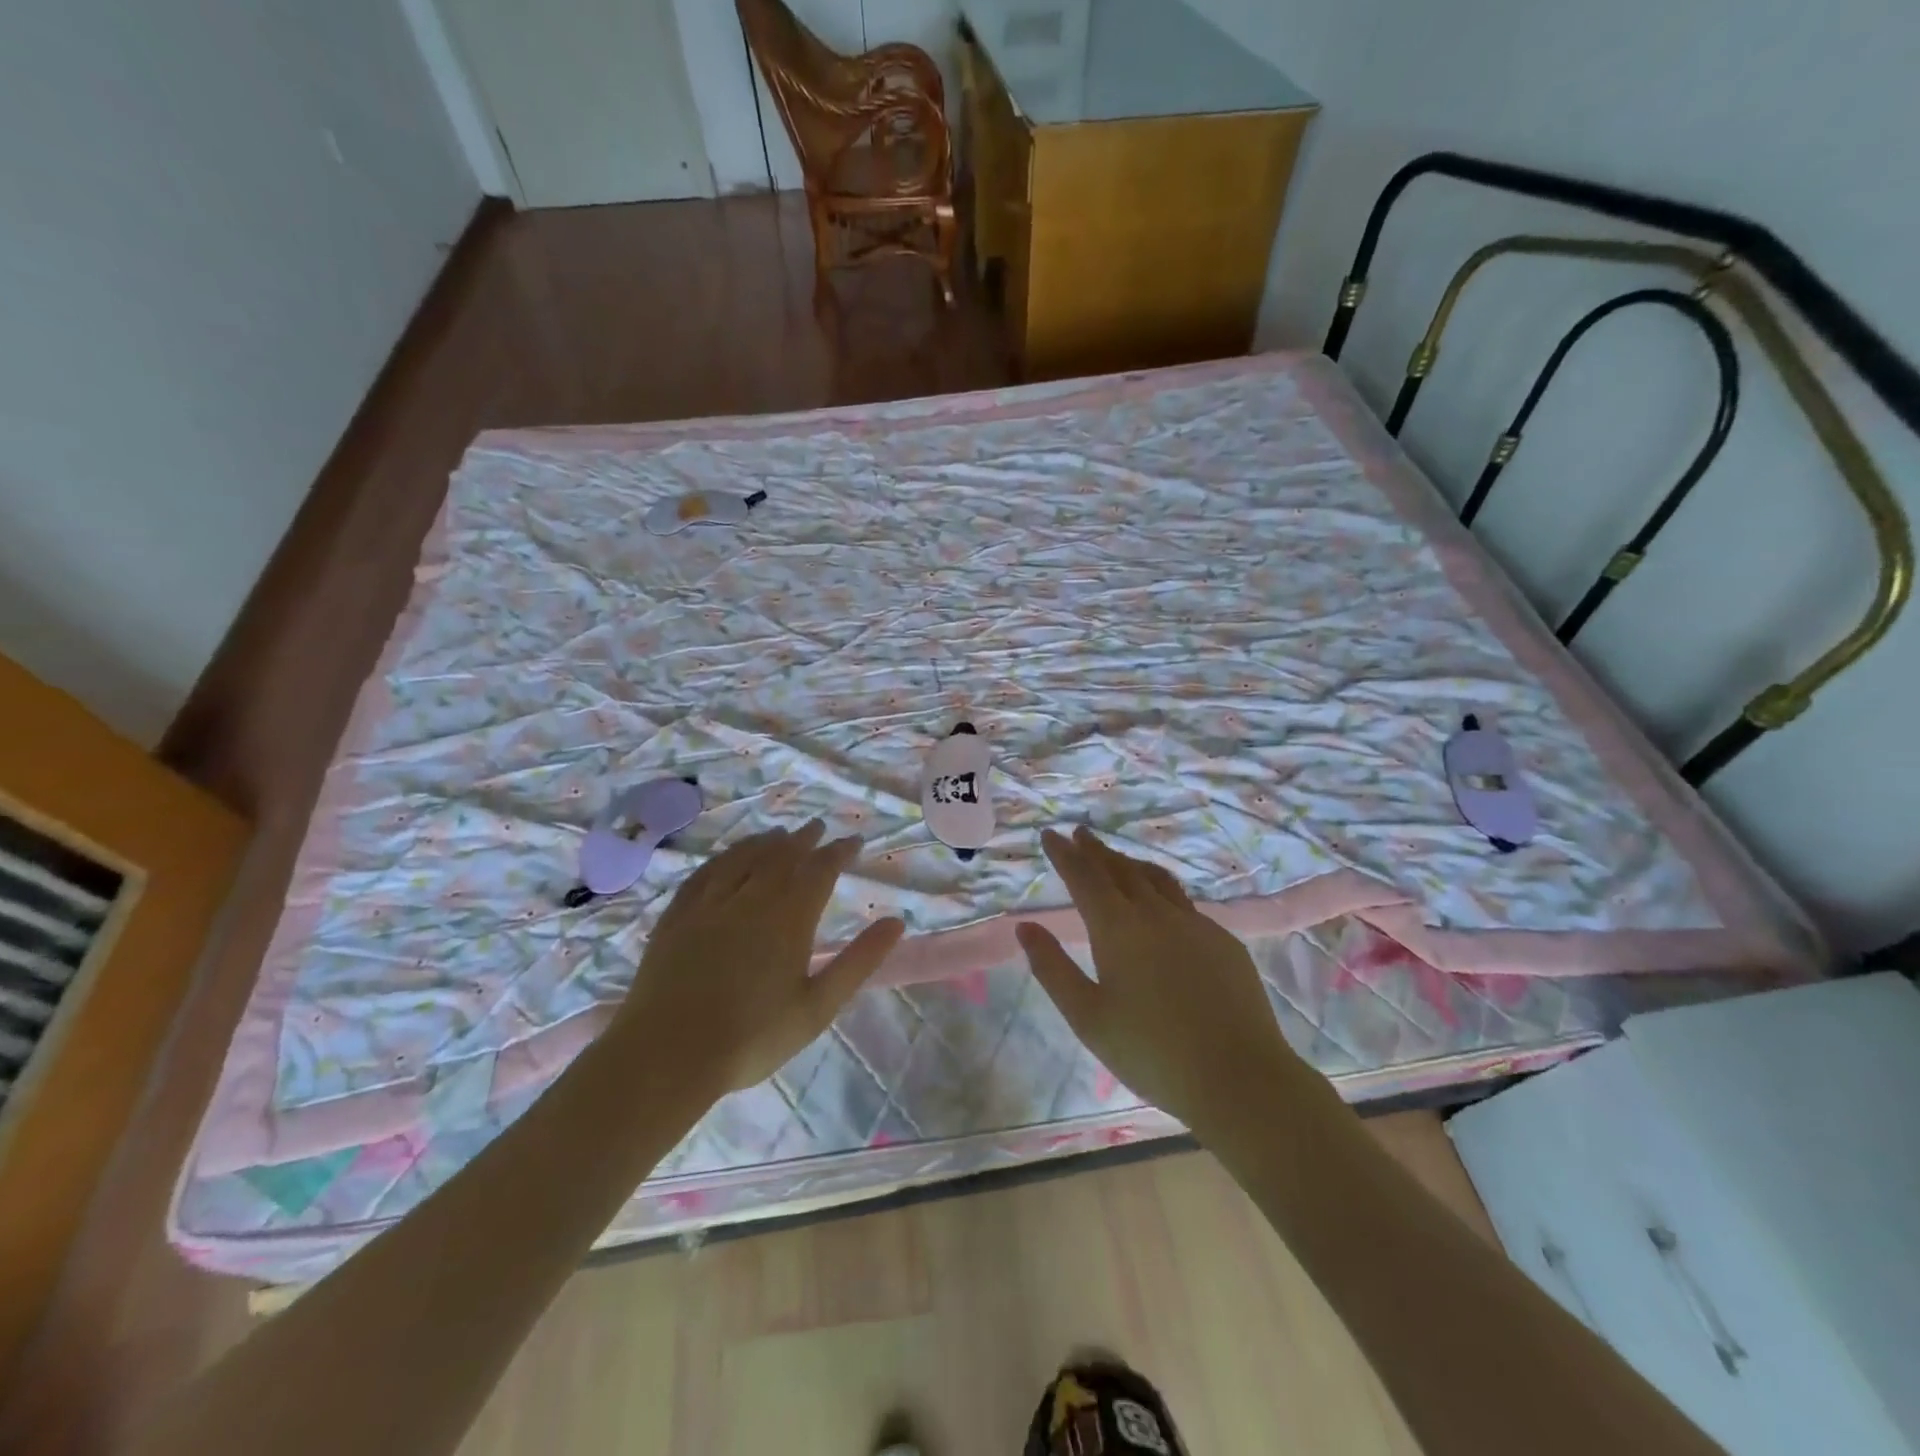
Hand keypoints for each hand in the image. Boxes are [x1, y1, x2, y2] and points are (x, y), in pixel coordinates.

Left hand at [615, 821, 904, 1093]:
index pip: (820, 869)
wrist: (668, 1055)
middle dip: (804, 839)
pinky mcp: (677, 916)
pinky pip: (705, 873)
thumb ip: (859, 961)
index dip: (839, 852)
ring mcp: (709, 904)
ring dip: (765, 842)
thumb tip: (897, 922)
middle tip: (817, 827)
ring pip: (743, 858)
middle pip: (782, 856)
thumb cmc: (753, 1037)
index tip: (854, 841)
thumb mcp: (818, 1006)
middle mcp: (751, 898)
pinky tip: (726, 858)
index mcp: (789, 917)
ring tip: (779, 834)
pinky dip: (723, 858)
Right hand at [1017, 827, 1311, 1137]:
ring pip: (1156, 879)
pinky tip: (1162, 904)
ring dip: (1130, 863)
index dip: (1064, 854)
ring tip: (1117, 858)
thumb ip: (1052, 968)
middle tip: (1080, 834)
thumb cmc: (1151, 1052)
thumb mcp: (1087, 1016)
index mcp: (1118, 928)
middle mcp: (1156, 914)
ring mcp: (1195, 924)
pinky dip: (1161, 890)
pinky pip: (1184, 902)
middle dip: (1096, 850)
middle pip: (1120, 870)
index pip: (1084, 877)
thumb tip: (1025, 927)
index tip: (1050, 834)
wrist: (1239, 1078)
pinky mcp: (1224, 941)